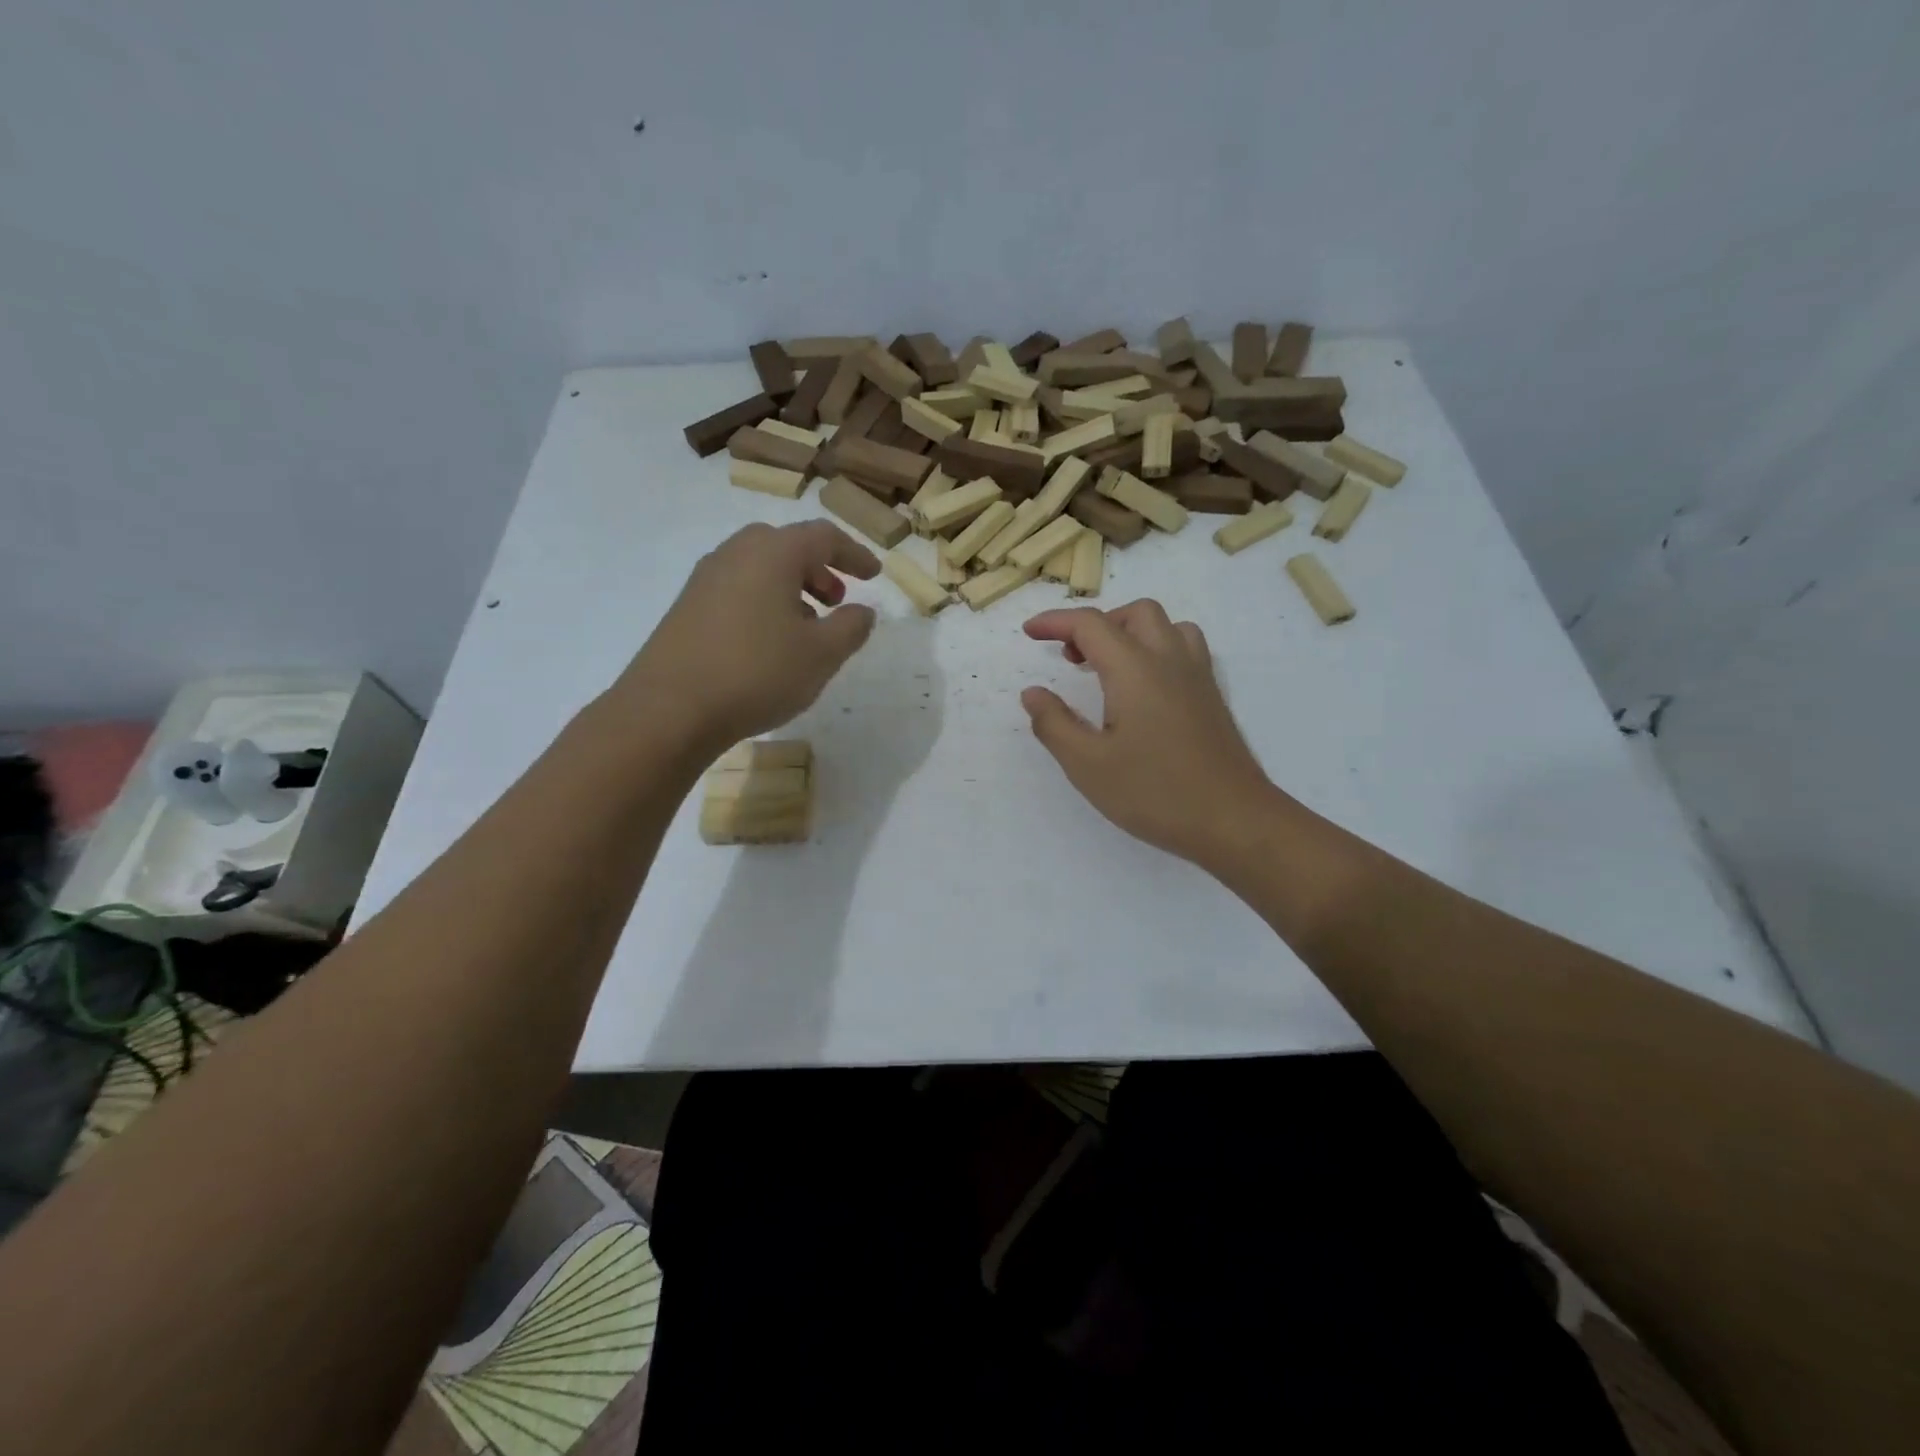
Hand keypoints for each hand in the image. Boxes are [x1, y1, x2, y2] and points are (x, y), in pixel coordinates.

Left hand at [618, 520, 880, 754]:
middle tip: (836, 599)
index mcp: (773, 553)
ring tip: (807, 627)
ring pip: (759, 569)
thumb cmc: (757, 672)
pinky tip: (769, 643)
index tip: (874, 575)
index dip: (854, 554)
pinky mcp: (686, 608)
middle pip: (786, 546)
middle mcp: (736, 554)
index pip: (823, 537)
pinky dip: (763, 603)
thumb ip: (851, 627)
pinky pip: (737, 590)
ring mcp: (705, 580)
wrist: (669, 708)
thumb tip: (863, 611)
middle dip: (818, 569)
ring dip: (790, 589)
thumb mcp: (822, 654)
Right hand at [1021, 600, 1276, 866]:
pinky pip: (1183, 648)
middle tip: (1070, 658)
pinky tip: (1142, 689)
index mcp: (1135, 669)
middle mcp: (1169, 660)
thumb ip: (1054, 724)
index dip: (1055, 622)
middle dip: (1095, 625)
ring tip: (1107, 668)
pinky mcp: (1212, 697)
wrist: (1233, 820)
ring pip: (1165, 626)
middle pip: (1134, 614)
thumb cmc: (1154, 793)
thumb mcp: (1088, 765)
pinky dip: (1154, 649)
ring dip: (1129, 632)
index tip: (1029, 632)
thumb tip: (1033, 694)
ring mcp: (1197, 677)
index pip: (1090, 624)